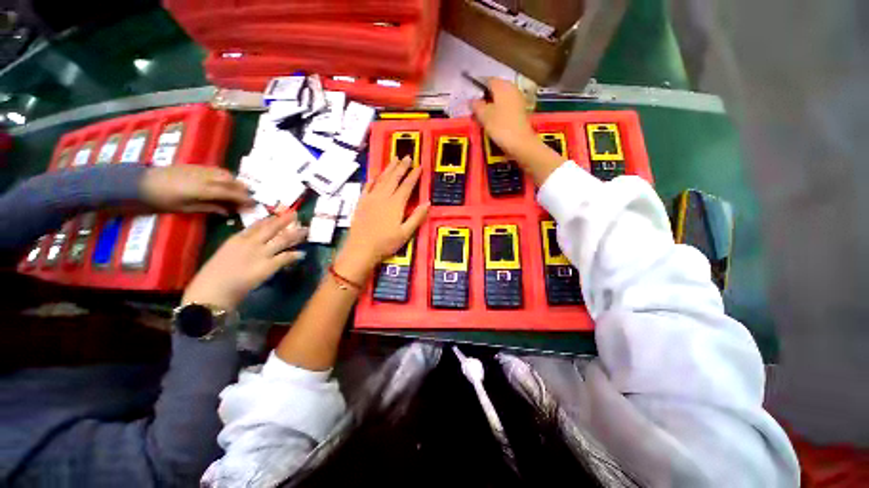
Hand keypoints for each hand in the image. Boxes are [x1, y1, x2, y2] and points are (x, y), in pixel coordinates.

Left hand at [140, 165, 253, 214]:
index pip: (231, 193)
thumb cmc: (162, 199)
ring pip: (226, 174)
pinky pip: (218, 170)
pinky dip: (226, 177)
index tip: (253, 205)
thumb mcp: (185, 208)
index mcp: (203, 189)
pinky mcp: (196, 166)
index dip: (244, 199)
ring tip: (238, 191)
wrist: (141, 182)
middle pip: (232, 181)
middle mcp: (206, 177)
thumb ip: (209, 208)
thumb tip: (227, 211)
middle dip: (244, 190)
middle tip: (249, 199)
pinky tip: (225, 183)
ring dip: (236, 182)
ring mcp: (201, 170)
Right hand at [182, 212, 306, 309]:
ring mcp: (261, 253)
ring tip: (306, 231)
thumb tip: (253, 246)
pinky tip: (302, 254)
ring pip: (282, 239)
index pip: (256, 225)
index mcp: (236, 239)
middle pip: (272, 228)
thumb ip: (238, 248)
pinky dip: (295, 255)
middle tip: (296, 214)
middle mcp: (250, 243)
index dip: (269, 219)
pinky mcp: (268, 266)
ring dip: (296, 234)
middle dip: (285, 220)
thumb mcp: (224, 255)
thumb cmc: (212, 277)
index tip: (279, 214)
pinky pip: (286, 257)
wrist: (211, 292)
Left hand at [336, 157, 429, 282]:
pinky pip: (368, 186)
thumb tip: (428, 203)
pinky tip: (376, 175)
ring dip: (389, 168)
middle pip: (394, 178)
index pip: (407, 186)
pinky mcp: (361, 202)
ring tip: (394, 159)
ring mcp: (371, 198)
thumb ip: (417, 217)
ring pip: (381, 179)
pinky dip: (373, 179)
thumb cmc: (385, 243)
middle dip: (402, 166)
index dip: (414, 175)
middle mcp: (383, 197)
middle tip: (407, 156)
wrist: (360, 248)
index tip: (419, 166)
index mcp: (396, 204)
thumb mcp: (405, 233)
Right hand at [472, 78, 565, 185]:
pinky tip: (493, 121)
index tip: (471, 98)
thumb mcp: (484, 116)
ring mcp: (518, 100)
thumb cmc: (501, 127)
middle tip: (475, 108)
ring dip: (492, 105)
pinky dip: (499, 112)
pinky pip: (506, 107)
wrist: (521, 143)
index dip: (478, 87)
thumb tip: (472, 100)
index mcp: (503, 86)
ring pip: (501, 99)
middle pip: (496, 89)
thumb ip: (476, 106)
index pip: (488, 80)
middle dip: (486, 97)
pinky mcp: (520, 112)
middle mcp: (512, 89)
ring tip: (482, 116)